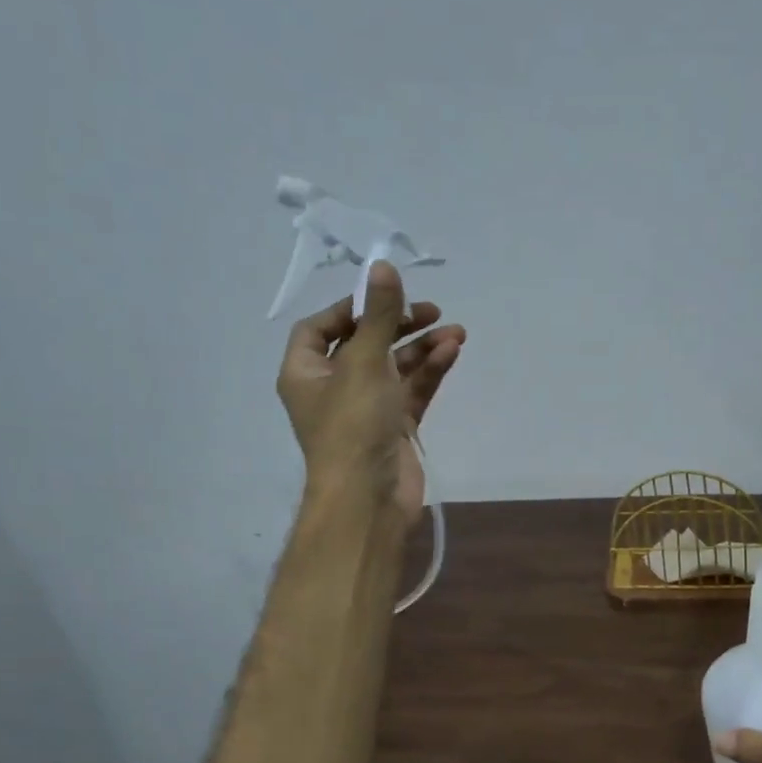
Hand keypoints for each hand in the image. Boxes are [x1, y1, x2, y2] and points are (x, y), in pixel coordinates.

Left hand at [277, 261, 464, 520]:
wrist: (370, 498)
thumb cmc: (353, 425)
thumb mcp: (363, 362)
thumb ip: (378, 314)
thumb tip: (382, 264)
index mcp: (305, 372)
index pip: (320, 328)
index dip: (350, 307)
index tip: (384, 295)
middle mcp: (332, 388)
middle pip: (364, 343)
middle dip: (398, 324)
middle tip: (431, 309)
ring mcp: (366, 409)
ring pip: (394, 367)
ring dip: (422, 347)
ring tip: (456, 331)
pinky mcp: (394, 427)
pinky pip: (412, 390)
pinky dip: (430, 372)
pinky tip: (452, 352)